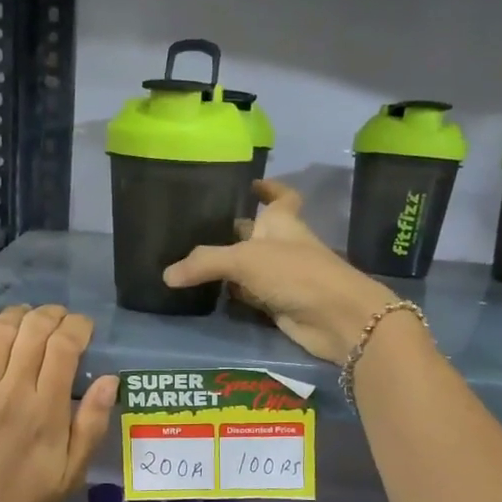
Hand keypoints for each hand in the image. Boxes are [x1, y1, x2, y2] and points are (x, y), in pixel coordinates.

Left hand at [0, 305, 119, 501]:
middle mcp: (11, 391)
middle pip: (33, 330)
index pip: (64, 346)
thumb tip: (110, 380)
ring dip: (18, 315)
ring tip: (27, 318)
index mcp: (46, 411)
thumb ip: (92, 425)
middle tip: (57, 319)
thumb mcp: (70, 475)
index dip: (77, 326)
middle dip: (51, 315)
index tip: (83, 328)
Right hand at [163, 181, 391, 363]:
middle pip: (256, 232)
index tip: (251, 183)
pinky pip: (249, 294)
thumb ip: (204, 263)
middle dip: (232, 229)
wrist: (335, 318)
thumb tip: (166, 274)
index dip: (269, 189)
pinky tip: (207, 293)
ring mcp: (281, 276)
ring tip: (189, 259)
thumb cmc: (295, 273)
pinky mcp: (277, 304)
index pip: (280, 197)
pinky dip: (232, 293)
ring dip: (227, 264)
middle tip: (196, 226)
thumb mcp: (244, 260)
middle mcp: (281, 245)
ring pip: (249, 266)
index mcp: (282, 222)